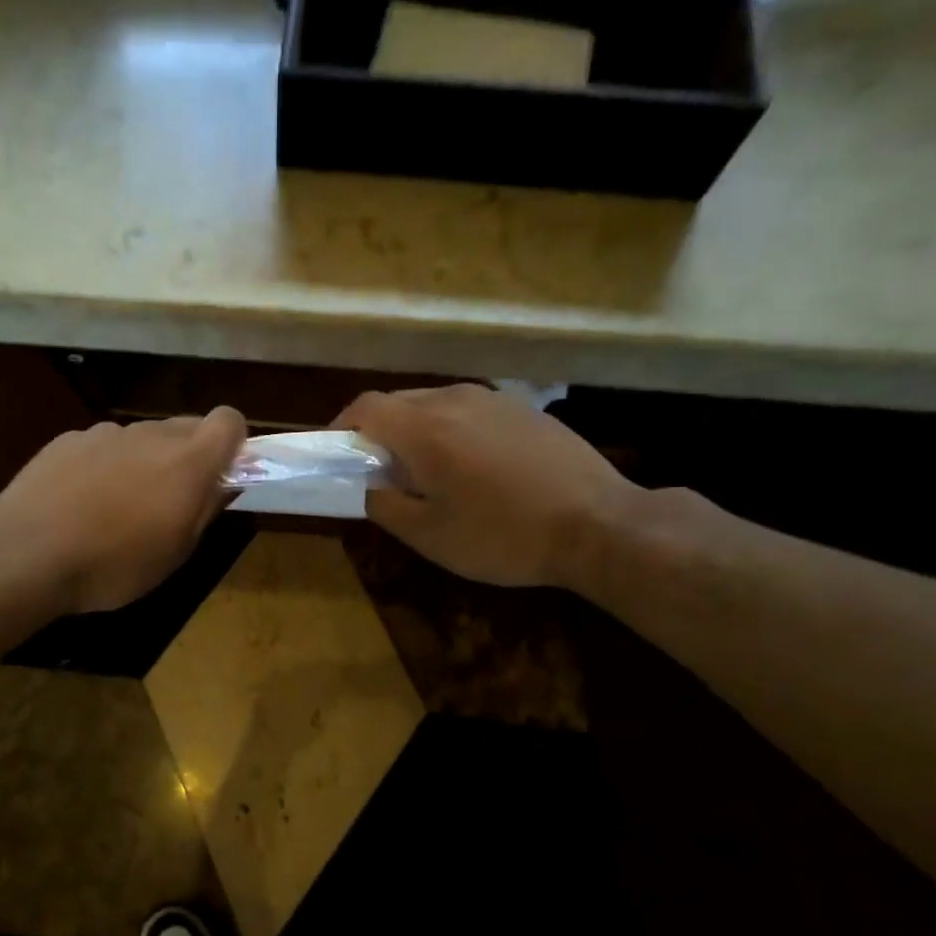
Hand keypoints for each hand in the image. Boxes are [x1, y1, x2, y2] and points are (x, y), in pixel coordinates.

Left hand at [0, 408, 246, 613]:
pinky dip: (103, 466)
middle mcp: (150, 435)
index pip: (229, 421)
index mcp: (188, 461)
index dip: (232, 443)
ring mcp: (105, 432)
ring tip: (118, 507)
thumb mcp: (175, 552)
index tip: (221, 474)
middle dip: (188, 456)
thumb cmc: (114, 564)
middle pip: (185, 427)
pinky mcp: (67, 440)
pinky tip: (80, 503)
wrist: (27, 553)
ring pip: (142, 437)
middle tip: (171, 501)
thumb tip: (222, 484)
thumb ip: (205, 509)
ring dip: (144, 462)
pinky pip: (102, 445)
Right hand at [336, 384, 638, 590]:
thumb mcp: (430, 535)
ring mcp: (494, 400)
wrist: (599, 524)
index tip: (335, 457)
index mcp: (426, 428)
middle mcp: (456, 400)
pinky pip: (468, 411)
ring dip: (414, 431)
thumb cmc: (504, 536)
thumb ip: (385, 505)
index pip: (364, 408)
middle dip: (376, 433)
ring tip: (424, 473)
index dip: (340, 428)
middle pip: (397, 402)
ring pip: (434, 404)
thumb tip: (368, 487)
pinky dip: (449, 431)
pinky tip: (470, 469)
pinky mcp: (523, 409)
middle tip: (377, 473)